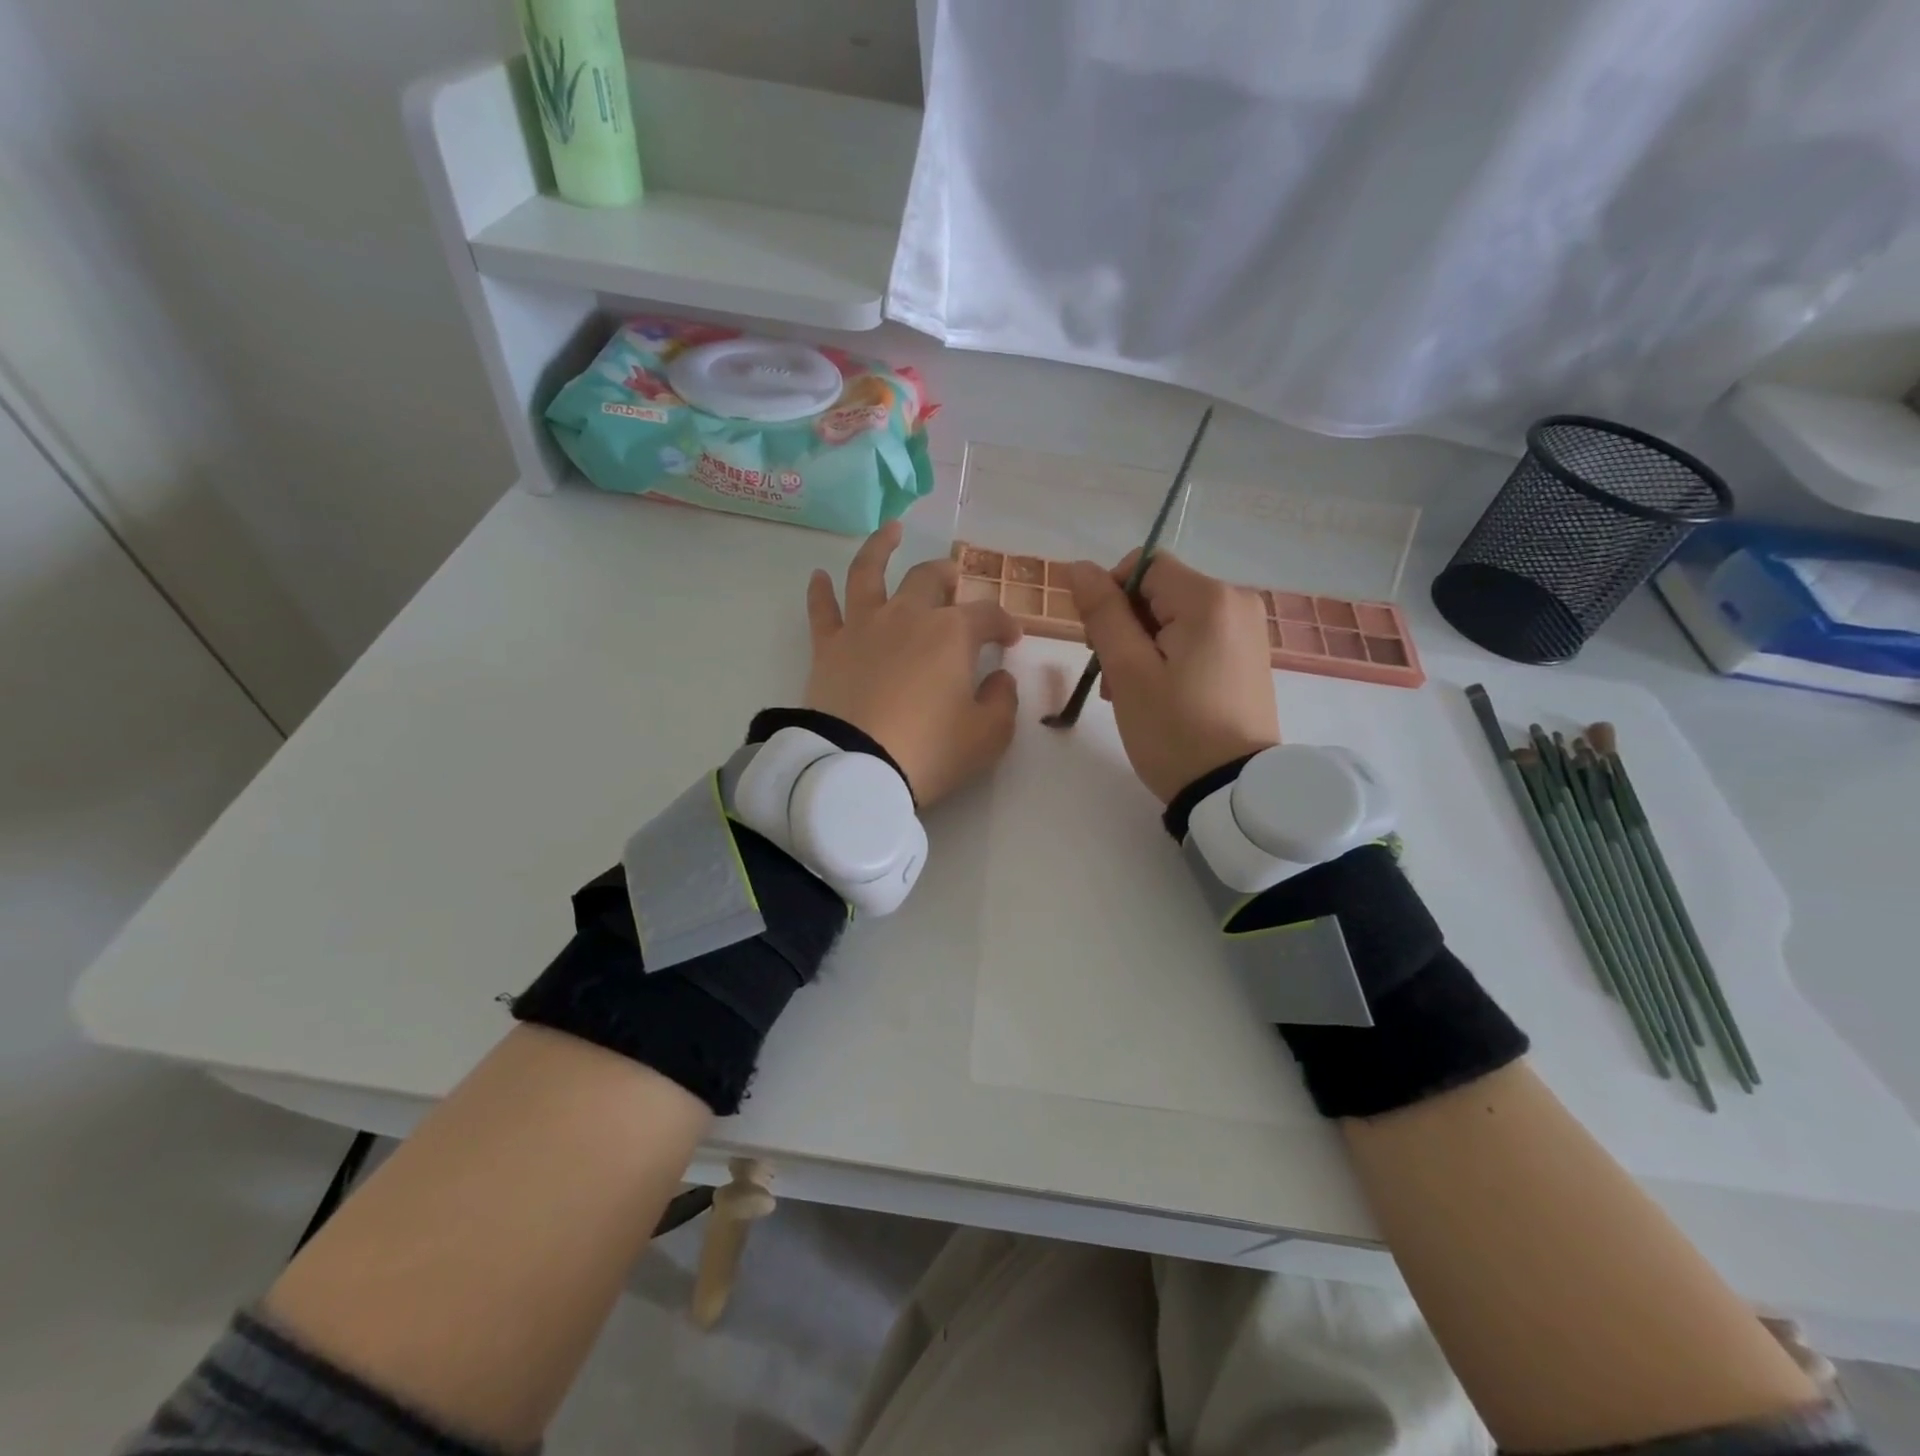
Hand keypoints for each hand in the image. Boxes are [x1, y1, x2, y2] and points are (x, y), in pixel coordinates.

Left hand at [805, 521, 1022, 805]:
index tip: (1011, 638)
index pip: (987, 615)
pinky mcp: (828, 647)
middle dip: (948, 575)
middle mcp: (908, 616)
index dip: (1004, 623)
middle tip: (954, 579)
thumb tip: (1000, 678)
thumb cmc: (930, 751)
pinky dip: (819, 591)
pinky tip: (818, 576)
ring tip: (890, 530)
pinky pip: (822, 610)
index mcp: (952, 634)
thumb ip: (1002, 701)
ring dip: (881, 547)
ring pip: (870, 572)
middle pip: (930, 579)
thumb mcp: (988, 736)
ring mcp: (864, 626)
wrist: (857, 769)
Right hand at [1067, 551, 1278, 802]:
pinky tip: (1158, 694)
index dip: (1110, 595)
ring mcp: (1247, 631)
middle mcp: (1237, 602)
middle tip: (1111, 675)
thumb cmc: (1174, 730)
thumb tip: (1078, 567)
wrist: (1233, 791)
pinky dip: (1169, 657)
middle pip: (1160, 591)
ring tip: (1129, 692)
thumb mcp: (1128, 671)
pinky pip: (1196, 639)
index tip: (1098, 641)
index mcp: (1209, 598)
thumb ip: (1102, 612)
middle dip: (1125, 625)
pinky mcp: (1248, 657)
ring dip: (1143, 645)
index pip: (1143, 565)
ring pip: (1174, 617)